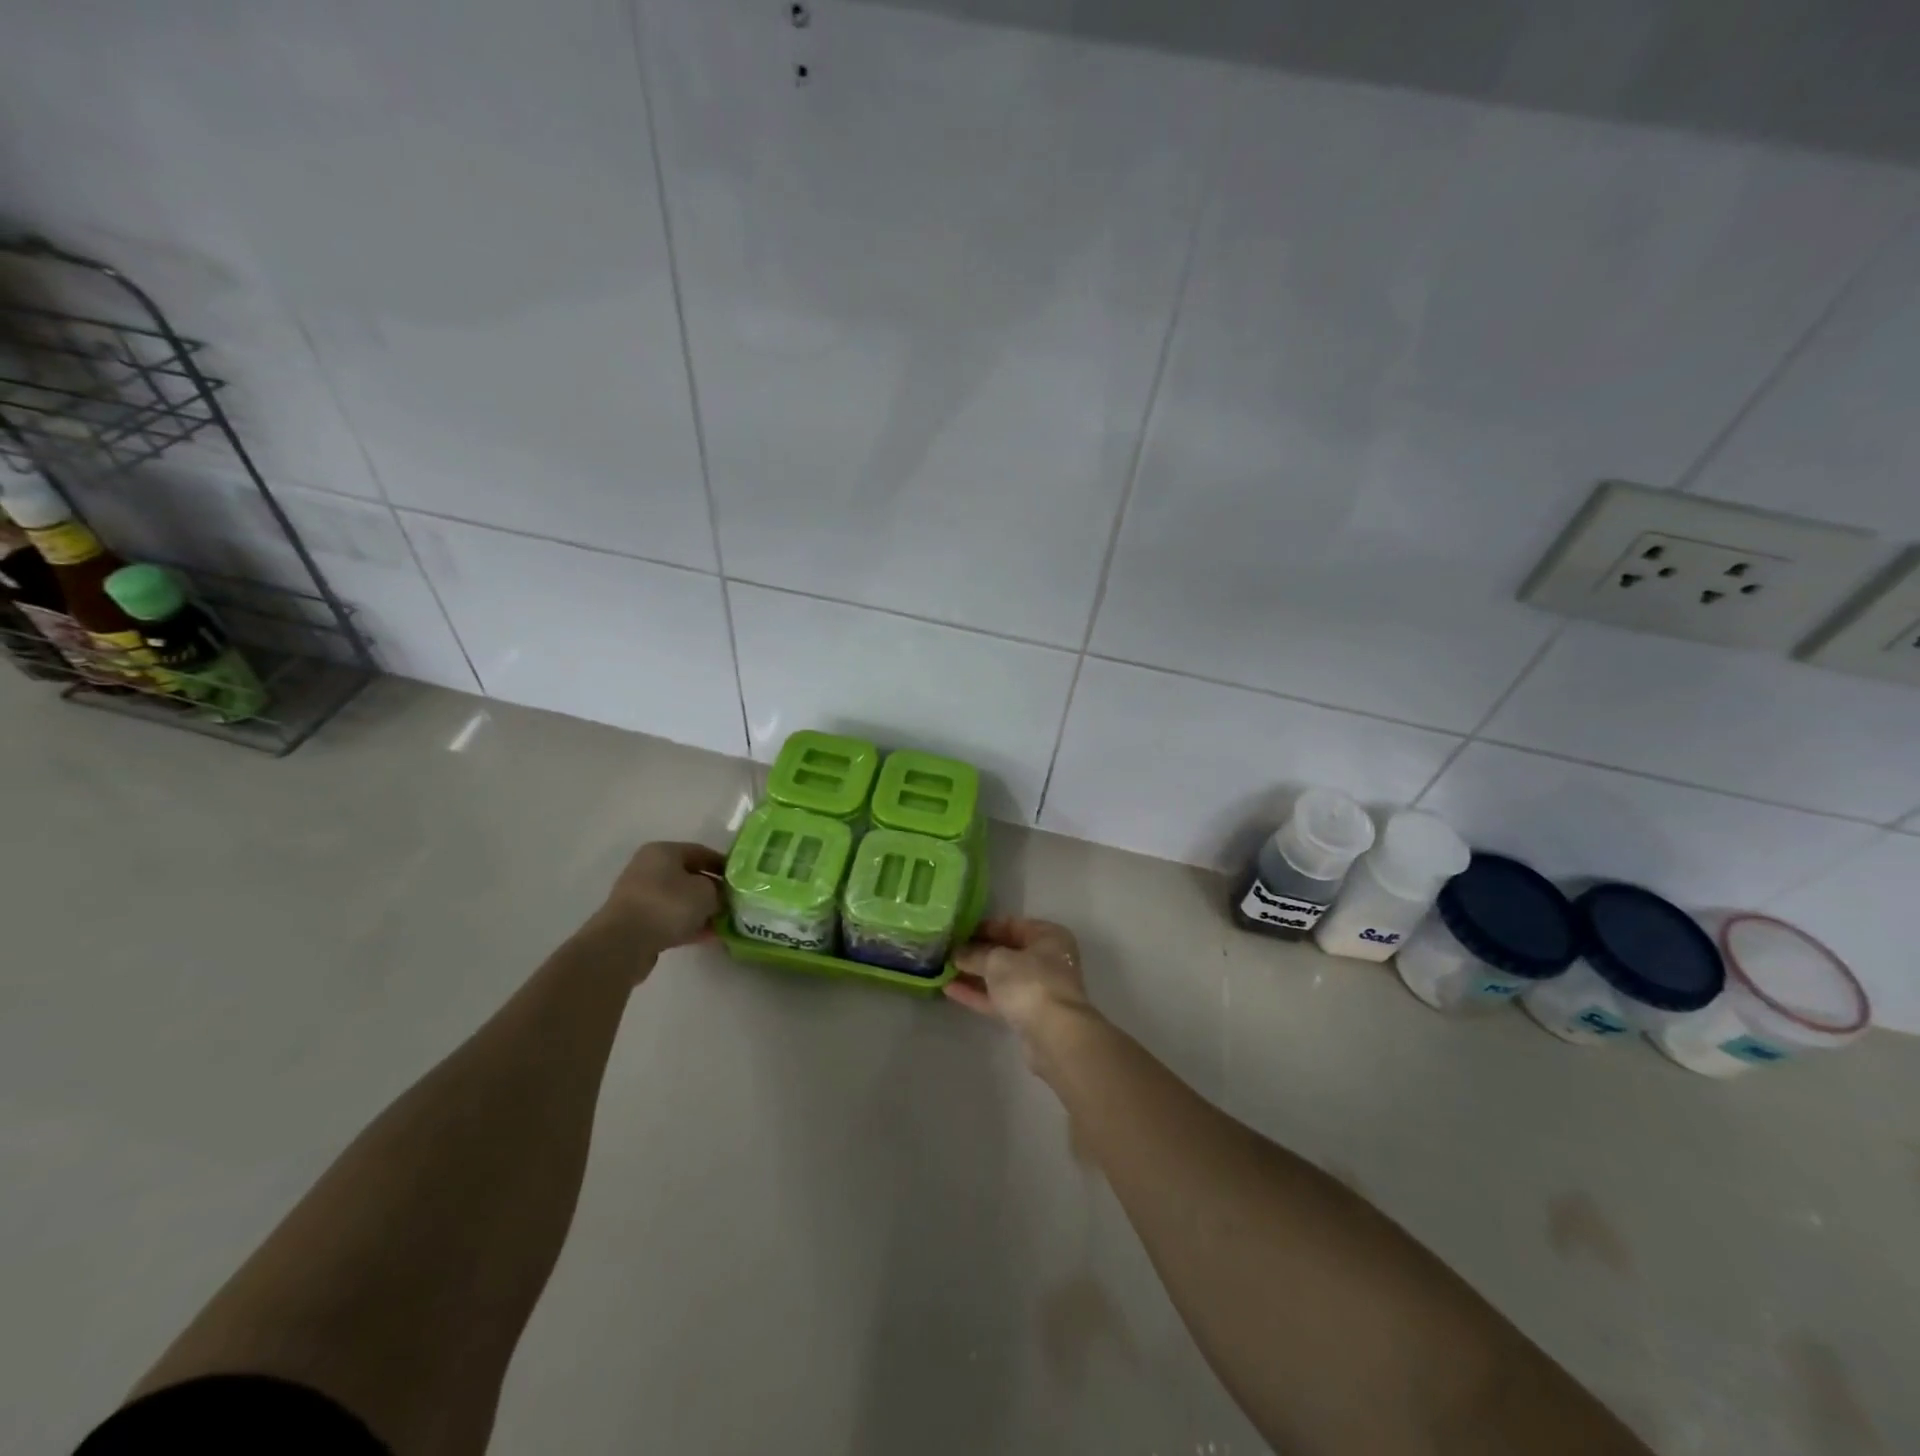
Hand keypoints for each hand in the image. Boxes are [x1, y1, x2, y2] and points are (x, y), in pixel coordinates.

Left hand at [593, 841, 725, 952]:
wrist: (624, 943)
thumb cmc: (668, 905)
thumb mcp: (706, 893)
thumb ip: (719, 891)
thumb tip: (721, 896)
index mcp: (663, 851)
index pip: (701, 852)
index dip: (724, 865)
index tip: (741, 880)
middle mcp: (648, 868)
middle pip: (689, 876)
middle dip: (712, 890)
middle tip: (733, 903)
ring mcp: (640, 895)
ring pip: (679, 899)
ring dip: (701, 910)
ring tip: (723, 922)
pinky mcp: (637, 921)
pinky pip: (669, 918)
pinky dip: (687, 925)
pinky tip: (707, 935)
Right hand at [948, 918, 1094, 1042]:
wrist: (1055, 1035)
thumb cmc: (1030, 982)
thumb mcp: (996, 960)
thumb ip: (974, 954)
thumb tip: (957, 952)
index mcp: (1048, 936)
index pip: (1011, 925)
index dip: (983, 927)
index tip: (957, 931)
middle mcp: (1047, 959)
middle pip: (1006, 952)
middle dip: (976, 953)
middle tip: (947, 951)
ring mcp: (1039, 989)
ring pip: (1001, 978)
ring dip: (974, 975)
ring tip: (942, 970)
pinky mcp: (1029, 1015)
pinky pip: (1000, 999)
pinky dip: (978, 994)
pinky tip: (950, 989)